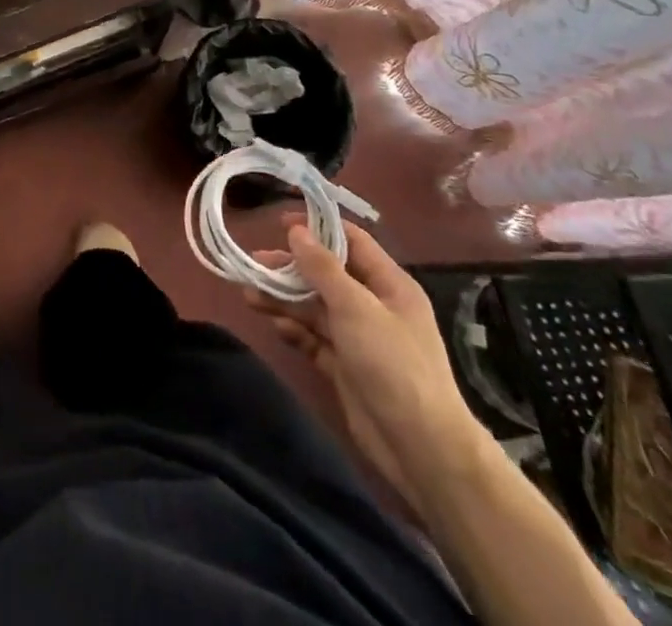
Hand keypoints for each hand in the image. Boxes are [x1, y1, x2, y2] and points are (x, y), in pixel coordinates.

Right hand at [247, 221, 483, 502]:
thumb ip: (322, 267)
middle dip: (289, 269)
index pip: (350, 241)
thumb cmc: (393, 365)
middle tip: (253, 265)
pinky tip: (276, 327)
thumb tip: (296, 231)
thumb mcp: (356, 307)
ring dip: (284, 300)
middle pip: (325, 275)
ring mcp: (359, 338)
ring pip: (314, 307)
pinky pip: (314, 339)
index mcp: (388, 284)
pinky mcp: (345, 366)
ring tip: (250, 296)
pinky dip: (295, 331)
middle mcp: (373, 306)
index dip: (316, 228)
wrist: (421, 449)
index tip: (278, 222)